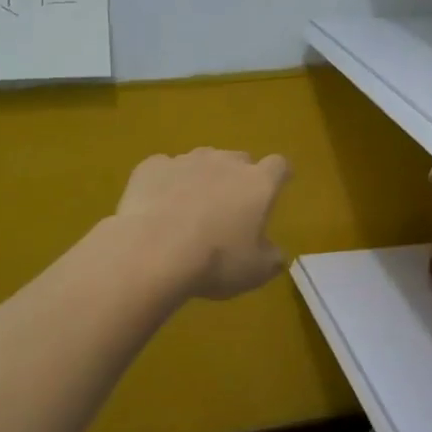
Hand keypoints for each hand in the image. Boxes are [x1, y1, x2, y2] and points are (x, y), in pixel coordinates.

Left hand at [114, 149, 292, 300]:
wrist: (153, 252)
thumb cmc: (215, 262)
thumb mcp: (256, 272)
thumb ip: (272, 258)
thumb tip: (276, 254)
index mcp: (258, 183)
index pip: (279, 166)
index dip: (280, 175)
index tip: (278, 186)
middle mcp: (224, 162)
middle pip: (239, 159)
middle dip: (238, 177)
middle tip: (231, 206)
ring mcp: (186, 161)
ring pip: (202, 160)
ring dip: (202, 177)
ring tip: (191, 207)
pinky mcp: (152, 167)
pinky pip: (165, 169)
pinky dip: (166, 182)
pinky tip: (158, 206)